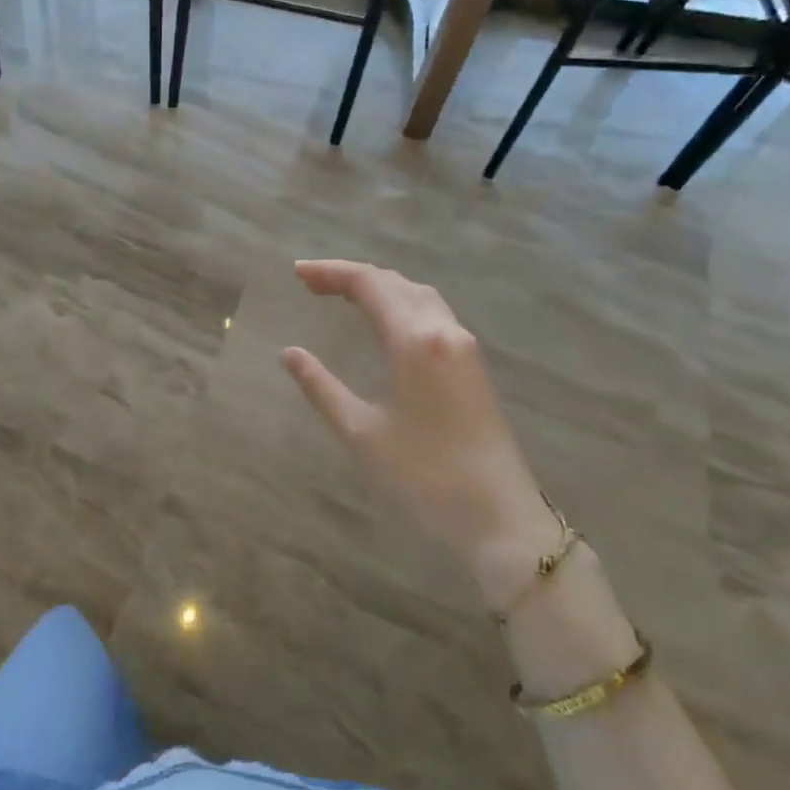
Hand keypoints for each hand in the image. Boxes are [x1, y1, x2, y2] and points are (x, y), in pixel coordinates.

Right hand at [281, 260, 563, 608]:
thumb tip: (289, 353)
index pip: (369, 284)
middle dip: (351, 277)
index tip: (296, 274)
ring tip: (342, 296)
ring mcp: (464, 347)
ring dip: (379, 287)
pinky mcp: (473, 366)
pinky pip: (432, 314)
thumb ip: (321, 387)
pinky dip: (400, 304)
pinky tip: (385, 323)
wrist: (500, 517)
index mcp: (414, 340)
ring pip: (418, 296)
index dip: (331, 272)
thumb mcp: (361, 433)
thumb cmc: (424, 476)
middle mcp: (443, 331)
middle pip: (395, 283)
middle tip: (311, 284)